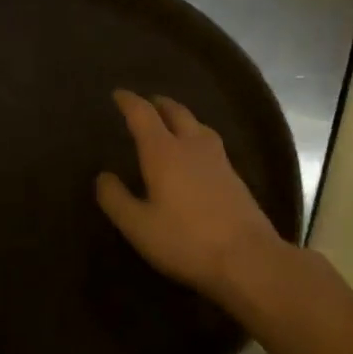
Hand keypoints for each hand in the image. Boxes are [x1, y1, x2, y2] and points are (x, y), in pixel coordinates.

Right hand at [96, 90, 288, 306]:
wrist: (249, 259)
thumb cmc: (186, 240)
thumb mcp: (138, 226)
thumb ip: (116, 199)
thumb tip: (103, 176)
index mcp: (163, 152)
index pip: (143, 114)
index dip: (129, 101)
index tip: (117, 94)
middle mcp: (191, 146)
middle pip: (175, 112)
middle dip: (158, 103)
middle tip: (145, 103)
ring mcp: (218, 159)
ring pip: (197, 124)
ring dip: (180, 117)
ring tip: (170, 123)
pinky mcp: (235, 176)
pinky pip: (210, 142)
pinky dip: (196, 135)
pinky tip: (195, 153)